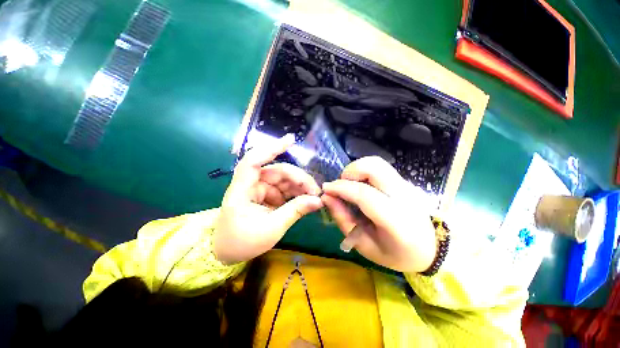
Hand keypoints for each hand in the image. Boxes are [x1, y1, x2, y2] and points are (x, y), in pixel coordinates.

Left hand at [214, 134, 322, 263]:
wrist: (228, 253)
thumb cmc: (242, 242)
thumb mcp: (272, 229)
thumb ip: (295, 211)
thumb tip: (318, 200)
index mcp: (242, 190)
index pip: (254, 161)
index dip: (271, 148)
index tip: (291, 140)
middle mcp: (251, 184)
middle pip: (277, 171)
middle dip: (298, 178)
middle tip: (315, 191)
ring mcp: (259, 189)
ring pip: (283, 180)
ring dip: (300, 186)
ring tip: (314, 196)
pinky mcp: (267, 196)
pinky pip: (284, 190)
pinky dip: (296, 193)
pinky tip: (306, 198)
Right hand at [321, 156, 435, 272]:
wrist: (429, 248)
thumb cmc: (395, 253)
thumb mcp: (364, 245)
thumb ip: (343, 220)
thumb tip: (327, 197)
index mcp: (396, 221)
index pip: (364, 195)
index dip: (341, 188)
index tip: (325, 189)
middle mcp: (403, 197)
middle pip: (373, 167)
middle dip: (350, 171)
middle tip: (341, 185)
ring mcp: (406, 186)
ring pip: (376, 163)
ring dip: (356, 169)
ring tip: (349, 185)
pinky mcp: (404, 181)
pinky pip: (379, 168)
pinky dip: (364, 171)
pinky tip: (360, 186)